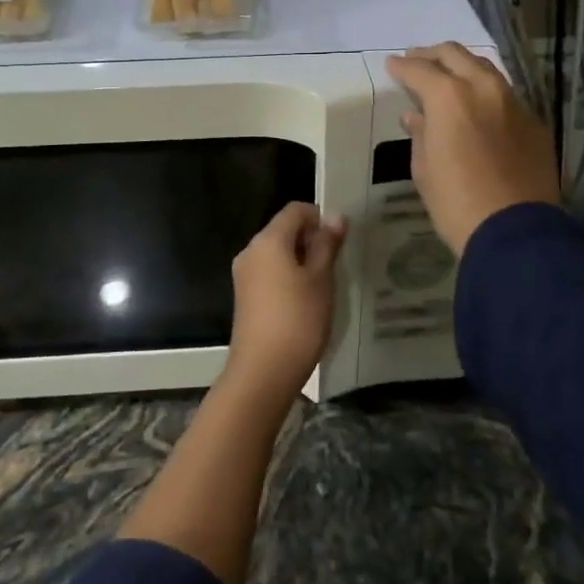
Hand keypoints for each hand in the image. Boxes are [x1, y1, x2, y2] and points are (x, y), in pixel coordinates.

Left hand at [225, 202, 345, 402]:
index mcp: (268, 240)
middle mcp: (250, 251)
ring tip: (324, 285)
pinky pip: (269, 273)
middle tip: (336, 264)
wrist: (263, 372)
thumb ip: (327, 245)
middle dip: (311, 240)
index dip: (319, 217)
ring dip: (301, 261)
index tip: (339, 240)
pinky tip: (305, 301)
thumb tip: (336, 217)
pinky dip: (288, 277)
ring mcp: (244, 275)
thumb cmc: (297, 320)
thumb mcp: (320, 280)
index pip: (295, 210)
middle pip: (283, 230)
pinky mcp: (245, 297)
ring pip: (277, 253)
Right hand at [387, 43, 559, 254]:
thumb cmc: (456, 202)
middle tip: (417, 60)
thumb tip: (417, 116)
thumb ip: (420, 134)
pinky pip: (506, 96)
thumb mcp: (424, 169)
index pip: (419, 69)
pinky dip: (486, 94)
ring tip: (448, 77)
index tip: (391, 65)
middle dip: (432, 54)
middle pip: (455, 54)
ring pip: (485, 69)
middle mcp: (484, 89)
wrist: (515, 232)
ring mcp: (514, 103)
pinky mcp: (535, 123)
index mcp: (450, 97)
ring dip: (463, 68)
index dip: (401, 67)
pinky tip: (479, 108)